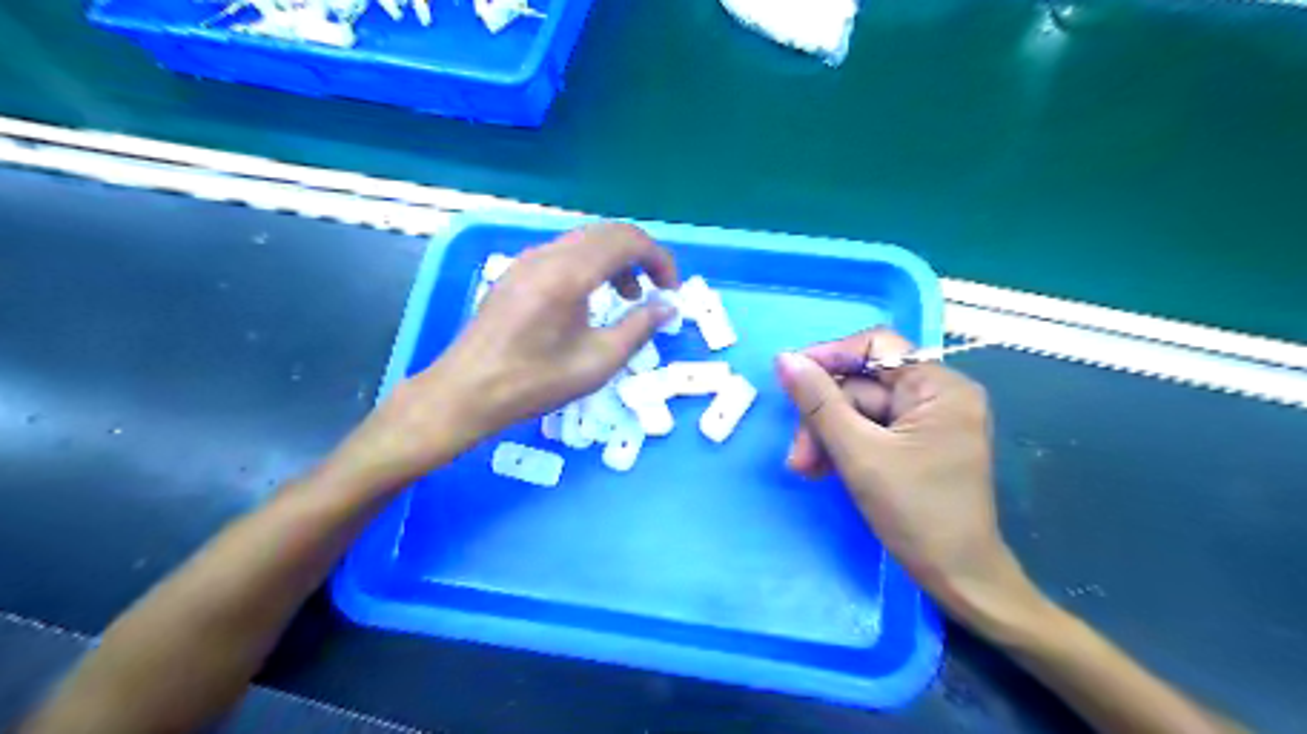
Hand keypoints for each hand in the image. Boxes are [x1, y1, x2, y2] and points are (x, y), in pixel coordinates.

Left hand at [331, 221, 678, 490]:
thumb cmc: (534, 382)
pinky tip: (590, 300)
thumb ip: (638, 328)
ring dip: (615, 260)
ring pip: (585, 240)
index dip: (659, 259)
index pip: (627, 240)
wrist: (466, 392)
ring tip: (626, 298)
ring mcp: (528, 260)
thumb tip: (667, 306)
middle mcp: (548, 255)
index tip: (671, 290)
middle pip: (607, 233)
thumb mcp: (597, 362)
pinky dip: (591, 266)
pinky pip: (565, 253)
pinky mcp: (517, 272)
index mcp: (569, 274)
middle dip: (640, 256)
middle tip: (654, 291)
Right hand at [775, 334, 1042, 625]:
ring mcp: (928, 421)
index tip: (791, 380)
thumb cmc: (916, 513)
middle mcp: (938, 395)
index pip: (877, 346)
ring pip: (860, 410)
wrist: (959, 579)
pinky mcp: (917, 444)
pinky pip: (870, 430)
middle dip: (824, 416)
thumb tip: (785, 359)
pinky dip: (844, 447)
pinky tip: (823, 469)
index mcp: (939, 386)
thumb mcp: (859, 453)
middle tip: (798, 455)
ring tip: (805, 469)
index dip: (831, 357)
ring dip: (827, 436)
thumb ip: (819, 402)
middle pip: (863, 384)